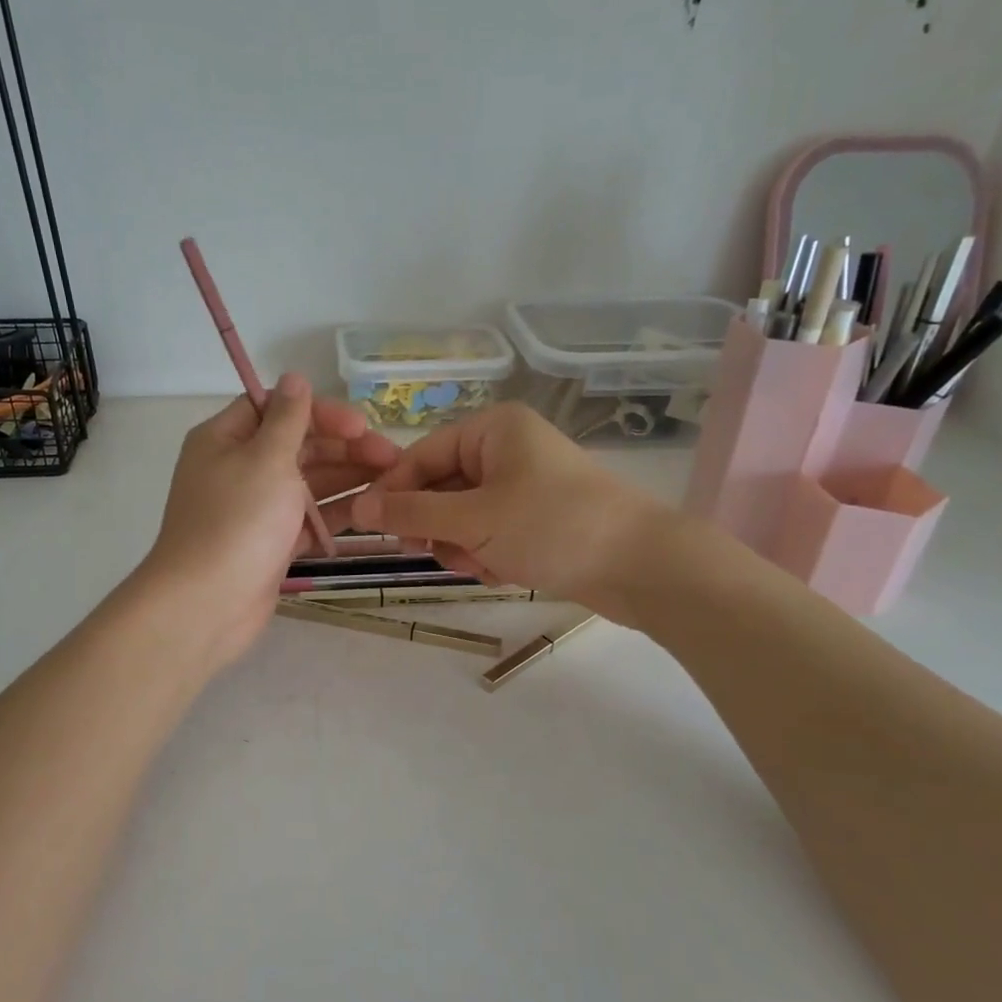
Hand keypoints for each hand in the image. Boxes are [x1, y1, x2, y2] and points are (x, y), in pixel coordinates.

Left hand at [136, 374, 398, 666]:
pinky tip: (373, 511)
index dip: (322, 412)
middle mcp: (238, 468)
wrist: (207, 605)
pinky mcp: (270, 542)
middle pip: (299, 446)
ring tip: (394, 483)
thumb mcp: (266, 459)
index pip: (278, 409)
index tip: (361, 426)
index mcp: (226, 438)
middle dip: (345, 448)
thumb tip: (294, 377)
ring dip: (348, 479)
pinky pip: (308, 518)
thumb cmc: (237, 522)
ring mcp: (255, 508)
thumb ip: (288, 419)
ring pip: (308, 483)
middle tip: (393, 458)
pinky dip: (336, 513)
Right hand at [350, 402, 684, 613]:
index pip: (421, 455)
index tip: (371, 527)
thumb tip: (359, 508)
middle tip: (434, 553)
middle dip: (437, 526)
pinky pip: (489, 533)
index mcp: (493, 429)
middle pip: (440, 487)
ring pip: (462, 516)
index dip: (394, 492)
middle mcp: (506, 449)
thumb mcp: (474, 519)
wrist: (642, 566)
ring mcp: (523, 485)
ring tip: (484, 565)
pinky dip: (487, 554)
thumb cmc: (552, 526)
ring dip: (462, 545)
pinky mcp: (536, 518)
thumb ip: (412, 513)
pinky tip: (504, 571)